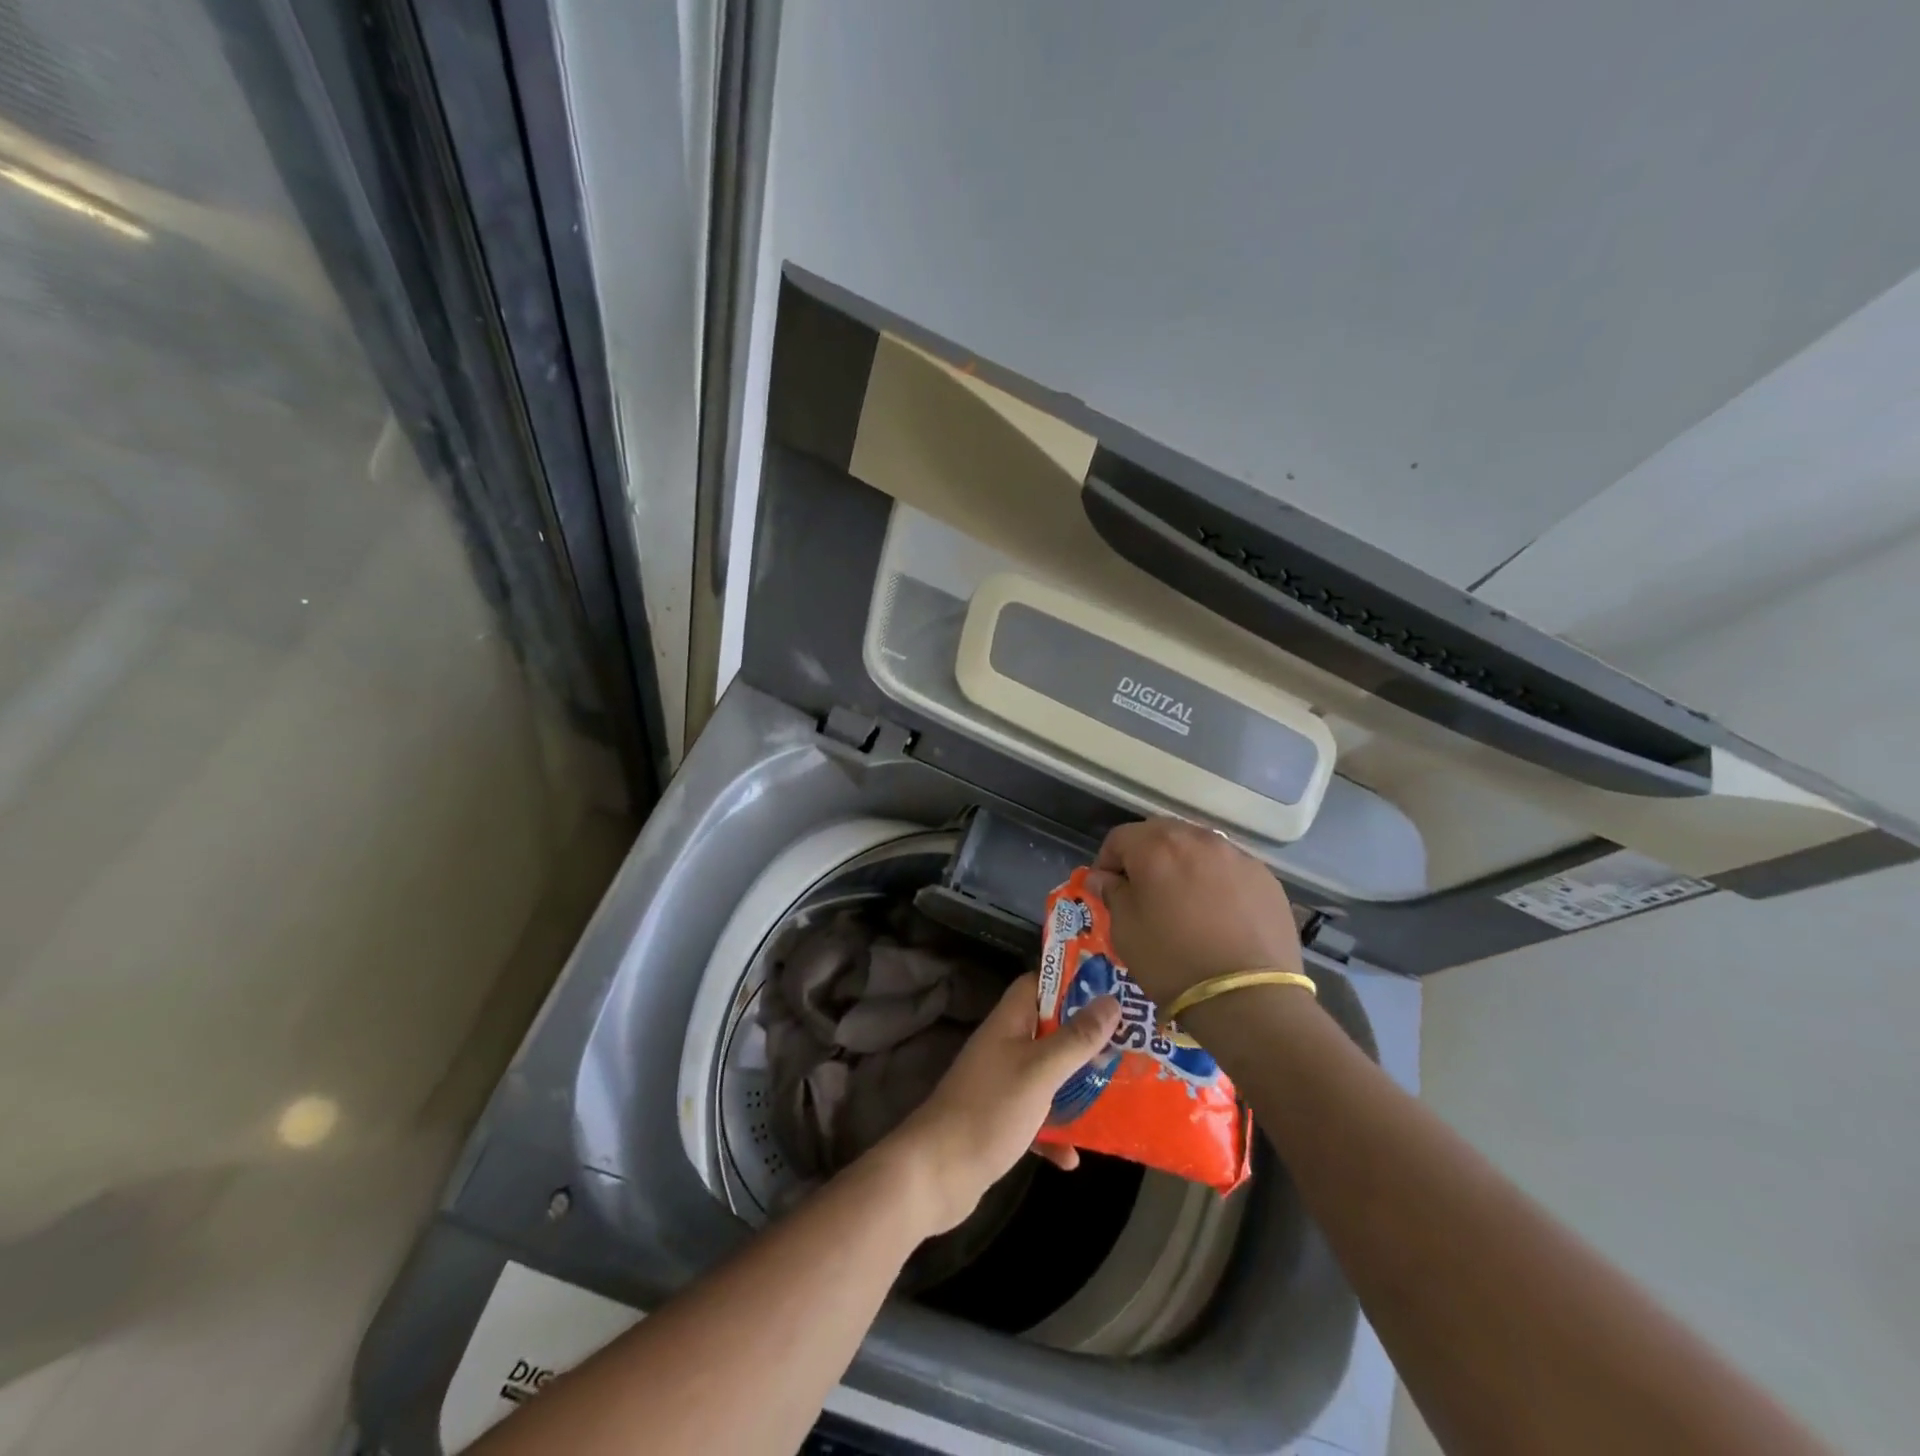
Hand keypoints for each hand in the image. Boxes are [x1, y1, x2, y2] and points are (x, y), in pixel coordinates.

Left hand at [875, 972, 1119, 1235]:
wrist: (935, 1173)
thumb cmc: (989, 1110)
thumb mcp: (1040, 1071)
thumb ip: (1076, 1039)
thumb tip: (1111, 1001)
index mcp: (1009, 1022)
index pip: (1038, 984)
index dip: (1071, 983)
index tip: (1110, 992)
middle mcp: (1004, 1046)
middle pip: (1049, 1030)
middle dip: (1085, 1038)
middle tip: (1127, 1044)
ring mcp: (1001, 1084)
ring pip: (1047, 1075)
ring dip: (1076, 1087)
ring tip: (1116, 1095)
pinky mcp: (1000, 1120)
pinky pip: (1036, 1118)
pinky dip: (1054, 1133)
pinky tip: (1072, 1158)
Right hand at [1083, 818, 1302, 1007]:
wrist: (1247, 997)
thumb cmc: (1172, 960)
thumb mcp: (1125, 930)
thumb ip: (1112, 893)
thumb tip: (1103, 878)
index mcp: (1157, 846)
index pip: (1119, 838)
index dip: (1107, 862)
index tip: (1107, 889)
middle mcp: (1197, 839)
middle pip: (1161, 834)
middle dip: (1146, 856)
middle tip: (1143, 892)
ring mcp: (1236, 856)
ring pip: (1198, 848)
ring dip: (1183, 865)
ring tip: (1182, 902)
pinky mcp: (1265, 878)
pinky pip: (1228, 868)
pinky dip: (1215, 881)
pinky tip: (1217, 915)